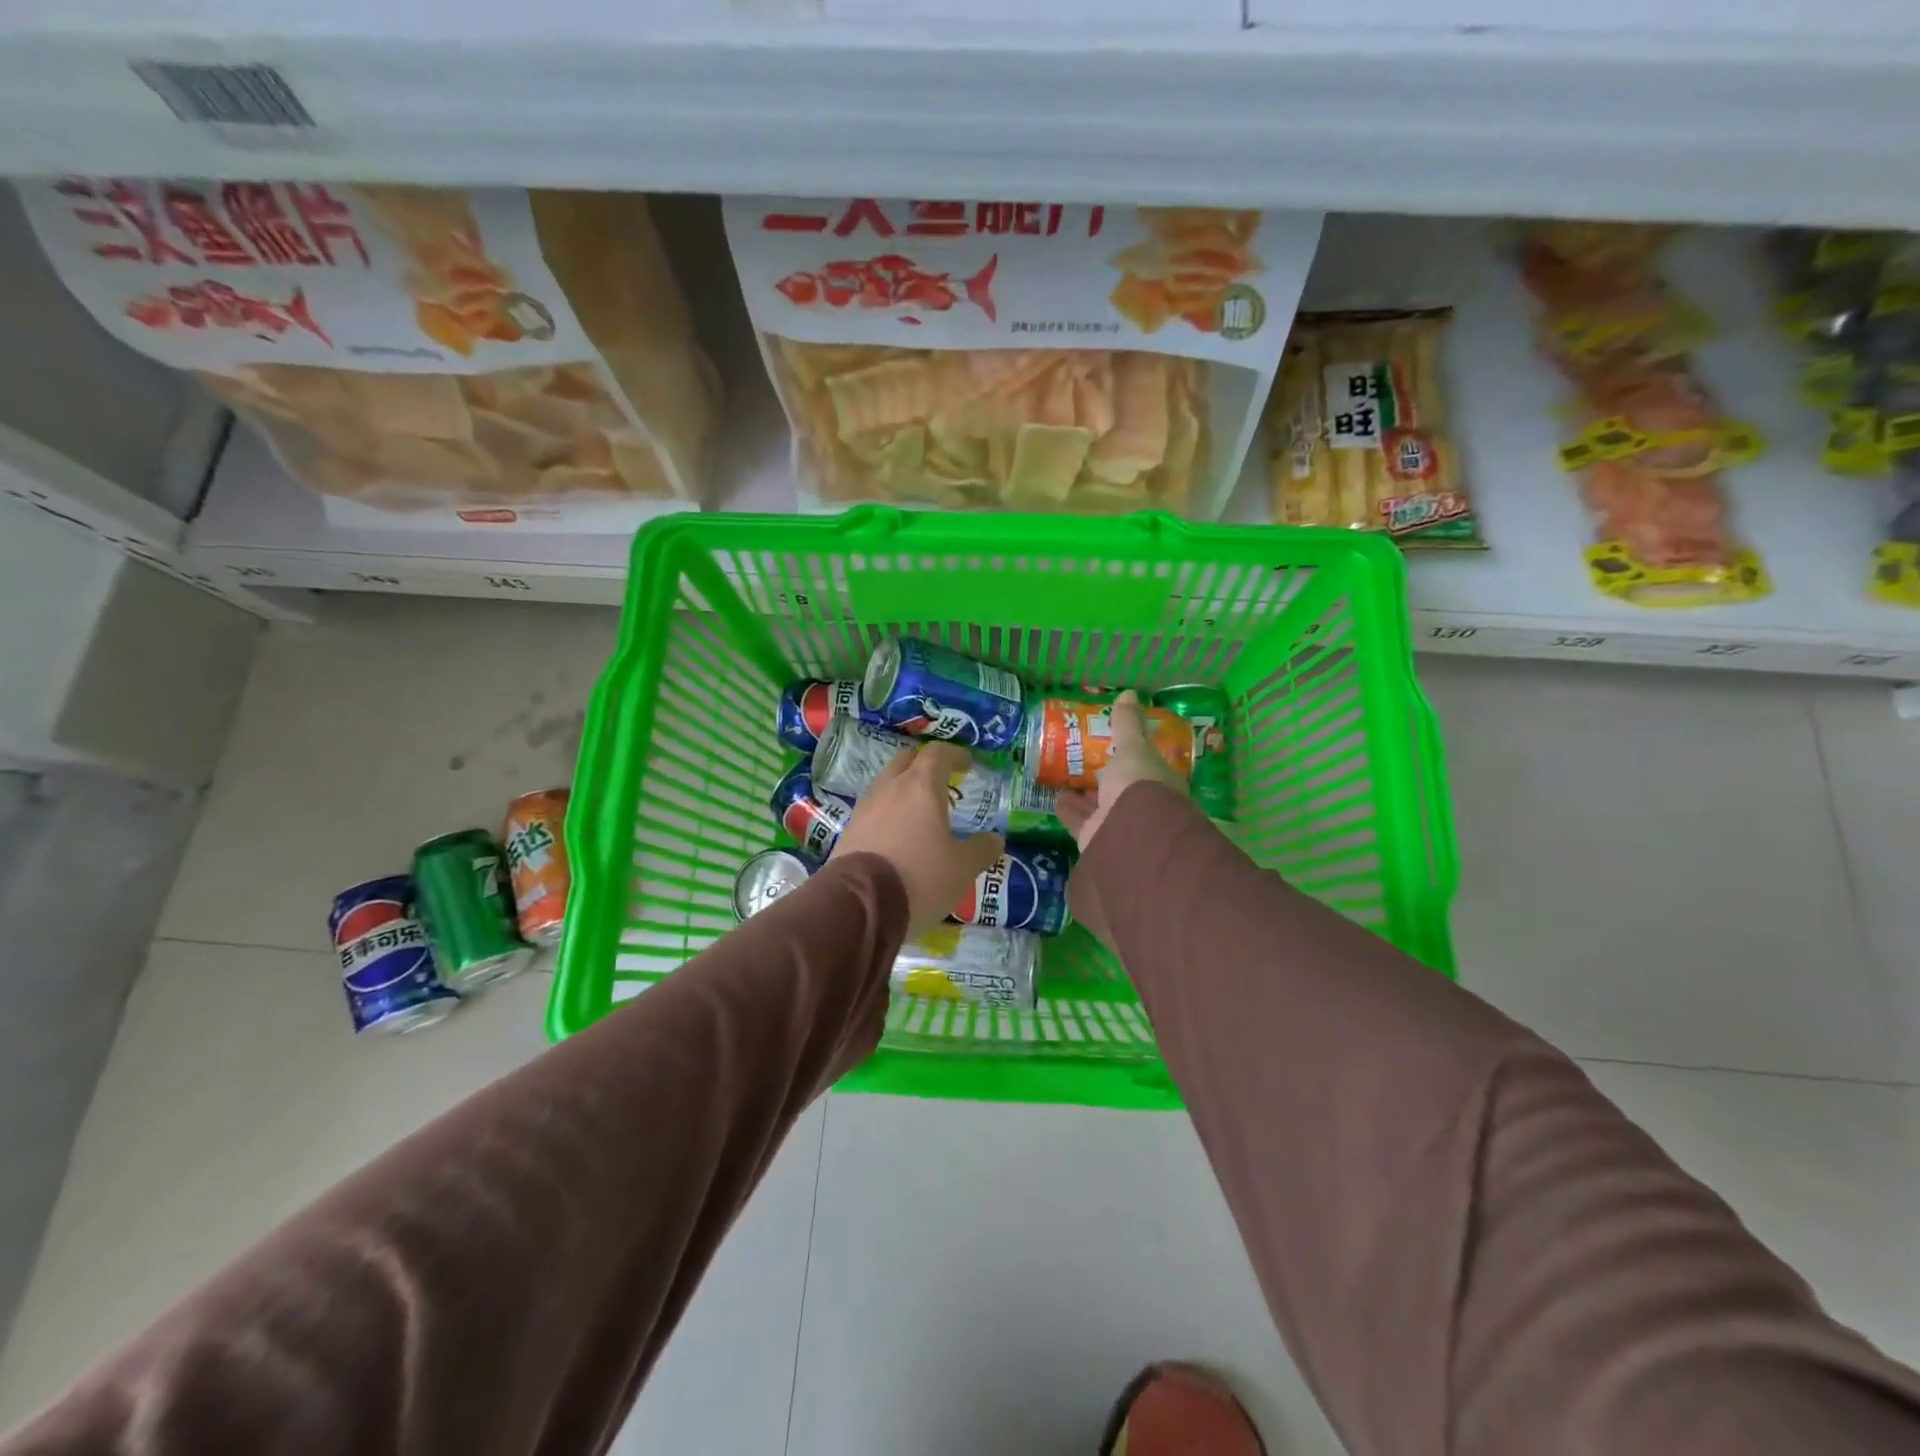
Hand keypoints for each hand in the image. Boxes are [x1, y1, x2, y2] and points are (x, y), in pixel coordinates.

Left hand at [830, 741, 1005, 938]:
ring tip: (919, 811)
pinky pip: (873, 810)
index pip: (938, 753)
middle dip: (925, 765)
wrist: (859, 905)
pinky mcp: (848, 831)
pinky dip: (888, 813)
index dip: (954, 755)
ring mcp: (864, 808)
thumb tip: (995, 839)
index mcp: (920, 787)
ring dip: (903, 789)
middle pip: (906, 761)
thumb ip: (981, 850)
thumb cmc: (919, 877)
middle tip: (941, 780)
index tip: (967, 764)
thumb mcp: (962, 869)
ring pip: (886, 784)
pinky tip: (897, 835)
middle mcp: (889, 788)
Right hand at [1055, 690, 1184, 849]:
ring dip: (1084, 794)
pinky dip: (1068, 809)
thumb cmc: (1139, 783)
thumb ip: (1127, 724)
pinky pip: (1079, 821)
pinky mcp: (1096, 839)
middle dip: (1103, 777)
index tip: (1112, 745)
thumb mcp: (1133, 747)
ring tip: (1064, 777)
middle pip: (1119, 789)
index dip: (1130, 756)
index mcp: (1158, 783)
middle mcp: (1142, 806)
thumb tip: (1129, 693)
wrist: (1131, 833)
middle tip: (1084, 760)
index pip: (1145, 767)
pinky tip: (1055, 797)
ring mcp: (1119, 825)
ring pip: (1098, 806)